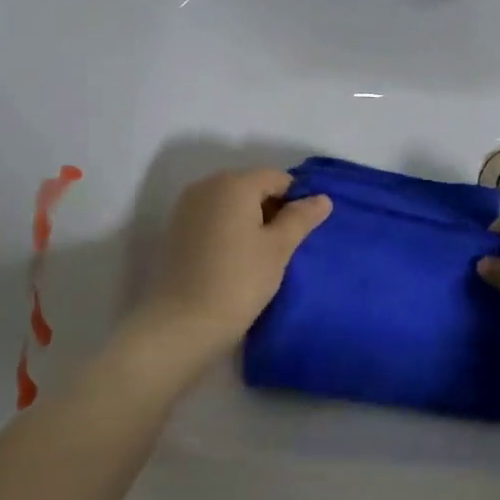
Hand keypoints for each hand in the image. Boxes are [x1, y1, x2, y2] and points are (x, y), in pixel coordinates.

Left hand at [138, 169, 331, 356]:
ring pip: (230, 203)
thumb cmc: (239, 280)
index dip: (296, 199)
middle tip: (286, 245)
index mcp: (234, 183)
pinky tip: (237, 258)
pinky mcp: (176, 229)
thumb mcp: (279, 248)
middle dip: (272, 208)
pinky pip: (212, 218)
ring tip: (262, 255)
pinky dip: (229, 229)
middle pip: (251, 186)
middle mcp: (206, 185)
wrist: (184, 321)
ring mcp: (187, 207)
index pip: (277, 177)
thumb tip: (322, 198)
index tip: (304, 231)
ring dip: (250, 220)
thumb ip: (301, 218)